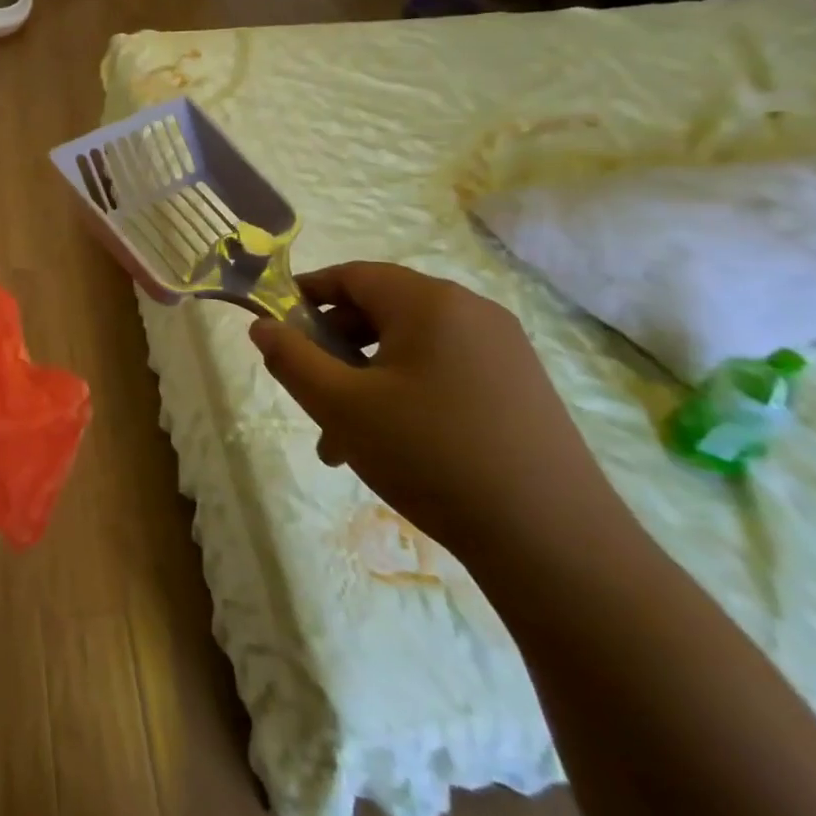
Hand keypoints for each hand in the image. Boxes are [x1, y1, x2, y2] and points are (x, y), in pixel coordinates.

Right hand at [249, 262, 627, 560]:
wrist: (553, 540)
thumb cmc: (430, 455)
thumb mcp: (340, 406)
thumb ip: (292, 359)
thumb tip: (262, 326)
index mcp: (429, 302)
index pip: (352, 275)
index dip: (306, 295)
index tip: (277, 328)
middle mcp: (471, 311)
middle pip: (381, 311)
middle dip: (336, 350)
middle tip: (312, 397)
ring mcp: (504, 349)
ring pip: (411, 348)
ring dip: (367, 380)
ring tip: (345, 440)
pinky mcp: (521, 386)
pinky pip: (445, 371)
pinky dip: (407, 393)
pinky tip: (396, 446)